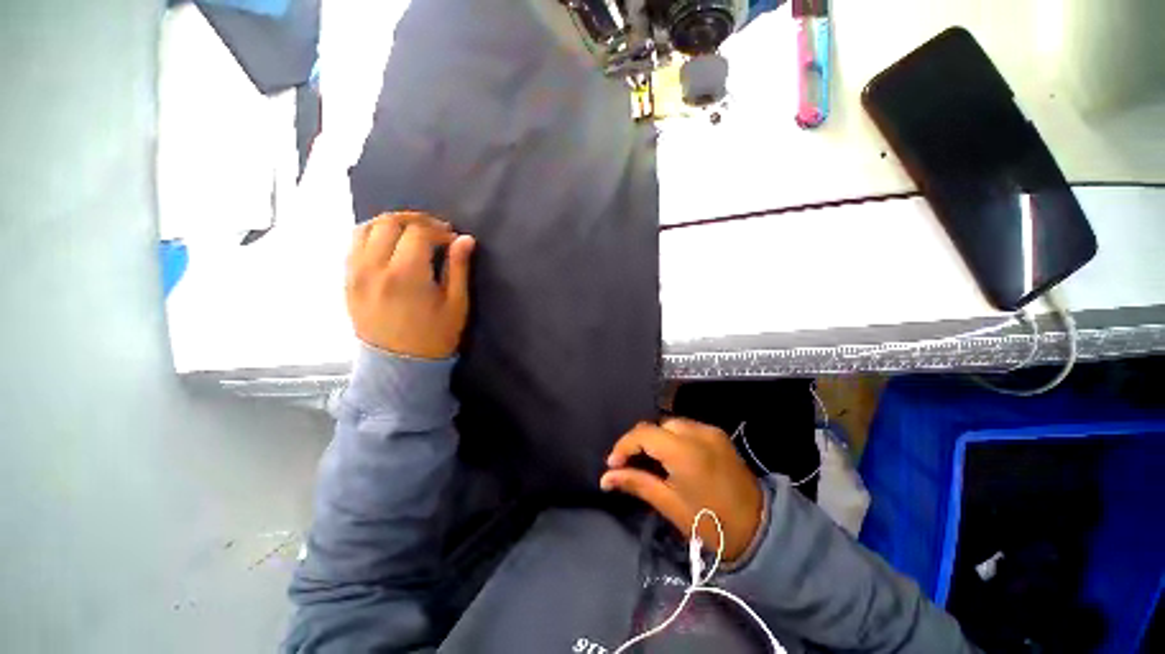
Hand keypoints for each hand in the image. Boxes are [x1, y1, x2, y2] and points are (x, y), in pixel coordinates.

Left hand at [346, 212, 475, 358]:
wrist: (398, 366)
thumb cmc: (435, 337)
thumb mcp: (456, 304)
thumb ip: (459, 268)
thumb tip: (465, 239)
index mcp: (406, 275)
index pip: (418, 232)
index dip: (439, 230)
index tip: (452, 239)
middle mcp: (374, 267)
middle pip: (389, 222)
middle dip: (416, 219)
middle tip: (435, 229)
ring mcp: (355, 273)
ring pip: (366, 228)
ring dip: (392, 223)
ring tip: (412, 233)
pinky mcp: (347, 280)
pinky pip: (354, 244)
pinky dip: (374, 235)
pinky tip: (391, 245)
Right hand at [601, 418, 763, 562]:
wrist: (759, 529)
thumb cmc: (711, 523)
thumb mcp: (669, 505)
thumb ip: (636, 483)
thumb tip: (605, 478)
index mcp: (684, 451)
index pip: (643, 433)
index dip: (624, 445)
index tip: (613, 464)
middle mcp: (697, 432)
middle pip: (657, 425)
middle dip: (640, 441)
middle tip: (630, 464)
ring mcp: (710, 430)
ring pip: (670, 424)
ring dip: (656, 438)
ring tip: (650, 460)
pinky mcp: (718, 434)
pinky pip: (686, 427)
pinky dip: (673, 437)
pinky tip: (671, 456)